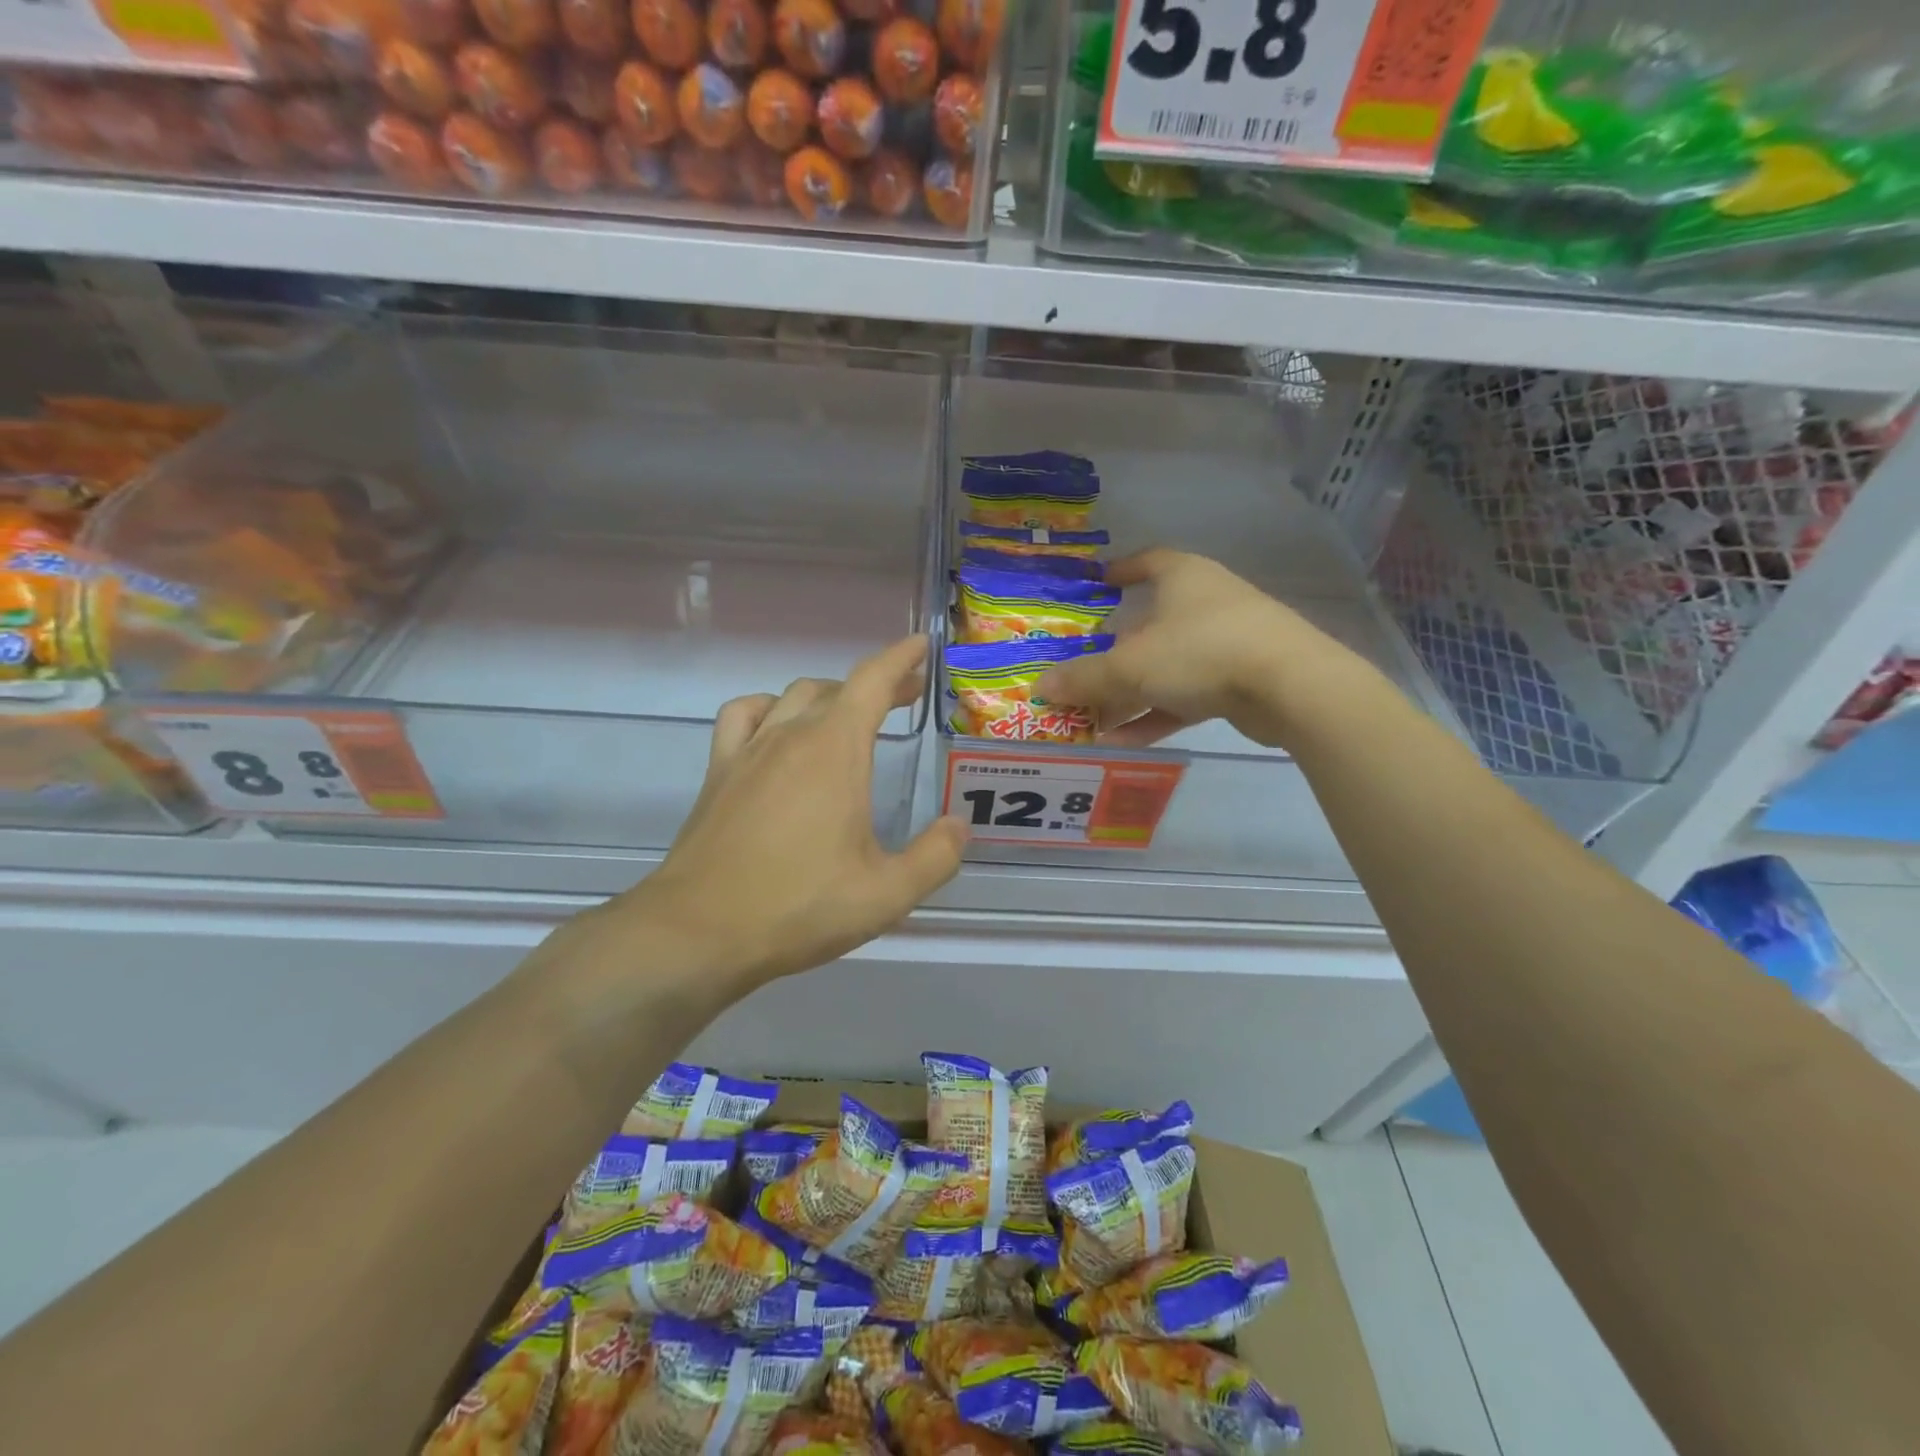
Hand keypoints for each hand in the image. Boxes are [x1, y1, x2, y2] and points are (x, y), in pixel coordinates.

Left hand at [617, 635, 966, 987]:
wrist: (699, 932)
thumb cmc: (799, 907)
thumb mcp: (886, 894)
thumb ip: (935, 857)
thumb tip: (959, 827)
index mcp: (835, 750)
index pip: (873, 681)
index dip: (901, 658)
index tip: (922, 645)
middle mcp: (790, 735)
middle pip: (837, 687)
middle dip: (877, 685)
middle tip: (904, 698)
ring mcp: (749, 750)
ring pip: (792, 697)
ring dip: (828, 696)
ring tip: (848, 716)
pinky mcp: (719, 772)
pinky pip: (744, 715)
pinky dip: (768, 708)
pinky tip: (776, 728)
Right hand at [1036, 550, 1370, 749]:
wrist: (1291, 687)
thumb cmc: (1202, 651)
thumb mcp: (1131, 665)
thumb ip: (1084, 678)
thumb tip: (1040, 688)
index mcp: (1182, 578)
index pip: (1147, 562)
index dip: (1120, 570)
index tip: (1096, 584)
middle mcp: (1204, 604)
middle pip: (1149, 625)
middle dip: (1112, 652)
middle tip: (1078, 671)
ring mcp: (1226, 644)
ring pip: (1165, 667)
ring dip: (1128, 694)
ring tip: (1090, 720)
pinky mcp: (1238, 683)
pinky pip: (1184, 696)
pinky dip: (1153, 714)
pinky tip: (1119, 741)